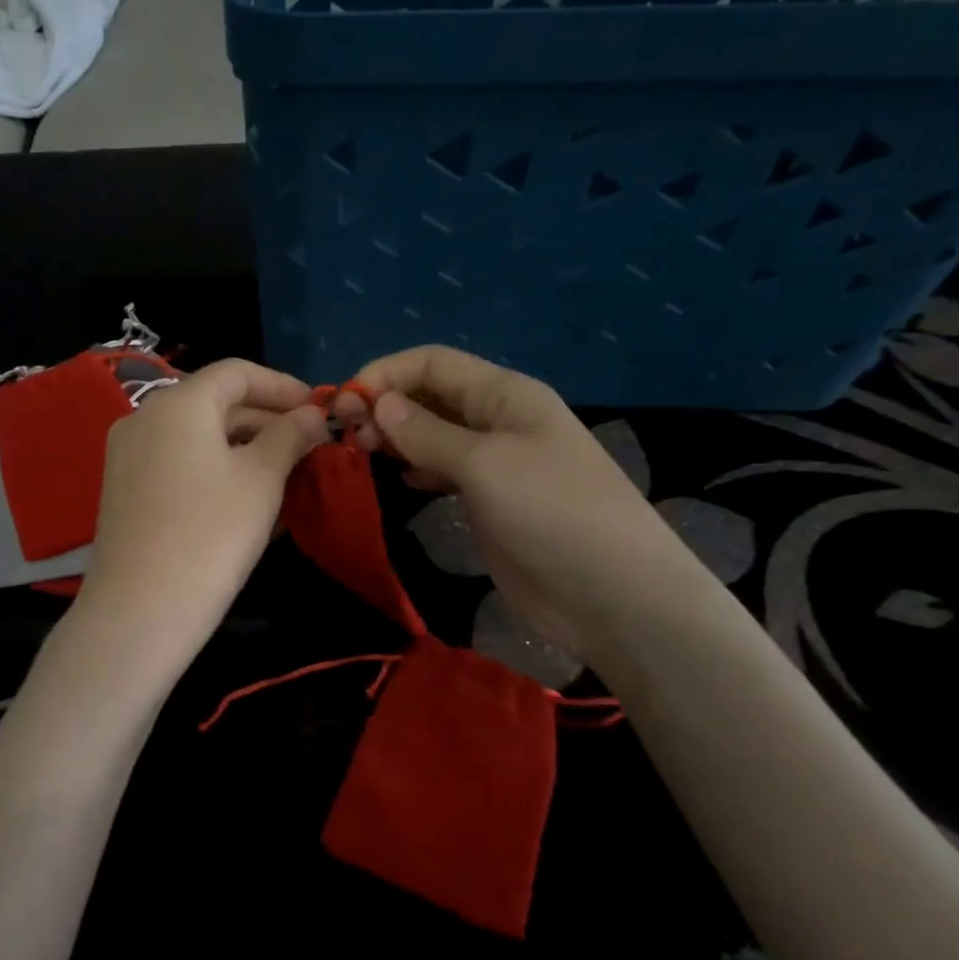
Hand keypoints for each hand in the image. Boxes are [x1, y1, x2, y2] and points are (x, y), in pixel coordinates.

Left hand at [76, 359, 328, 675]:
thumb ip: (290, 435)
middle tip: (309, 444)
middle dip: (266, 417)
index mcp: (178, 403)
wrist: (139, 611)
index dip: (283, 385)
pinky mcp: (123, 488)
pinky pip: (178, 461)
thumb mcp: (262, 479)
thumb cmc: (211, 534)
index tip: (319, 408)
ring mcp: (128, 454)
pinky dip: (214, 465)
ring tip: (285, 470)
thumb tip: (313, 414)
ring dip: (243, 444)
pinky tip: (245, 494)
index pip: (237, 372)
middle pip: (215, 401)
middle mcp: (145, 417)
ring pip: (196, 434)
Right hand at [336, 347, 710, 663]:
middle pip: (430, 395)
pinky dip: (416, 468)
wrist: (614, 596)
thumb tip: (378, 402)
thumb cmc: (552, 513)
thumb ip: (427, 433)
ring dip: (396, 436)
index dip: (385, 373)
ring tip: (361, 455)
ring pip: (433, 433)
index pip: (432, 363)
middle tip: (347, 437)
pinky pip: (443, 470)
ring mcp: (495, 462)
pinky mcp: (490, 500)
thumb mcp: (485, 464)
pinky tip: (398, 480)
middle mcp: (497, 420)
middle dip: (385, 405)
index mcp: (504, 395)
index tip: (344, 403)